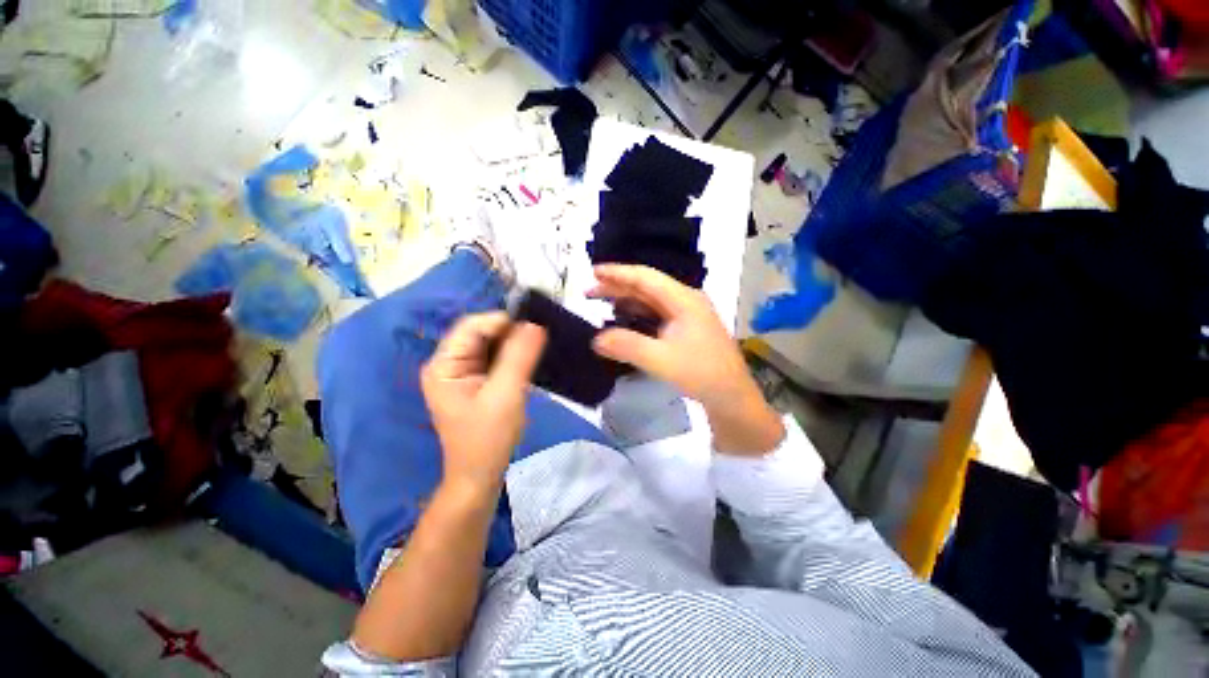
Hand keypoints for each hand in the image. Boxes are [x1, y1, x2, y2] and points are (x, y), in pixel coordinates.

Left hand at [421, 312, 546, 491]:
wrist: (480, 476)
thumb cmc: (489, 438)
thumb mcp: (506, 395)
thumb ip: (519, 357)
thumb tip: (536, 323)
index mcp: (444, 364)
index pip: (472, 326)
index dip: (503, 322)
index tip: (535, 328)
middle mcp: (449, 363)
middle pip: (481, 333)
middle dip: (510, 333)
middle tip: (539, 342)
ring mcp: (462, 372)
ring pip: (491, 344)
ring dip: (514, 344)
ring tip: (537, 350)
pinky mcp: (476, 381)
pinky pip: (496, 358)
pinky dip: (513, 356)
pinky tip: (528, 361)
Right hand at [589, 265, 783, 454]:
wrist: (731, 396)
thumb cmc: (701, 374)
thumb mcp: (661, 360)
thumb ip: (627, 346)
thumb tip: (596, 339)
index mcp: (683, 300)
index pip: (646, 278)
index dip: (618, 273)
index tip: (594, 271)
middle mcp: (685, 301)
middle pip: (647, 287)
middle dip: (617, 287)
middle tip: (589, 291)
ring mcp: (686, 315)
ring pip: (650, 300)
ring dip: (626, 300)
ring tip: (601, 303)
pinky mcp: (685, 328)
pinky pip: (655, 315)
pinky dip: (636, 315)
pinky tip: (623, 320)